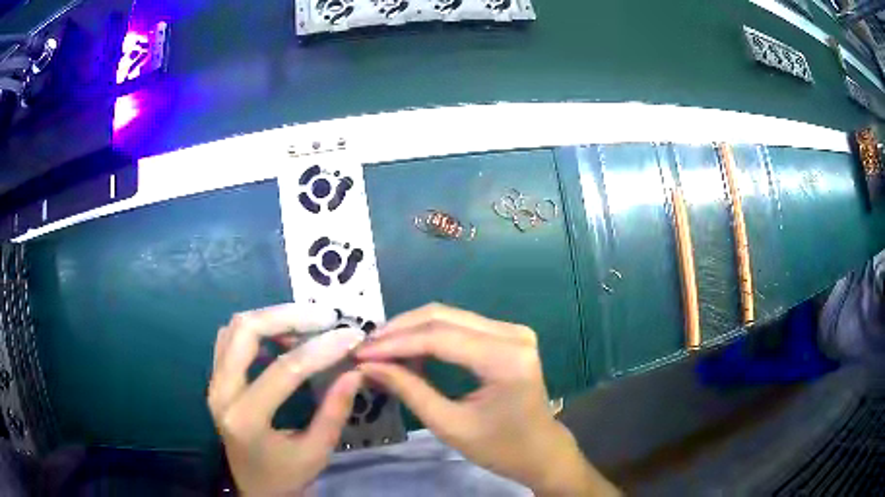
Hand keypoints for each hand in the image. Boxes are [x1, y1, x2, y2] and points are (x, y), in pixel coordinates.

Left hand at [208, 304, 365, 495]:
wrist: (254, 490)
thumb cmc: (286, 477)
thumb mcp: (316, 452)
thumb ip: (334, 412)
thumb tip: (355, 371)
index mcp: (246, 418)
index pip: (283, 371)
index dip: (320, 349)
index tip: (350, 335)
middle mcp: (221, 393)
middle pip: (246, 331)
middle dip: (287, 316)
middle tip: (324, 317)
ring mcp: (214, 383)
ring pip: (235, 328)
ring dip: (272, 318)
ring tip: (307, 324)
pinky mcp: (216, 380)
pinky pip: (230, 338)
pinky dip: (257, 329)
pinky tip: (281, 337)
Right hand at [355, 304, 619, 496]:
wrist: (540, 450)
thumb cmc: (500, 447)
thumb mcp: (450, 425)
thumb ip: (409, 390)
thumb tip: (368, 366)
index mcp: (506, 358)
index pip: (439, 337)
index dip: (395, 343)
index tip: (361, 354)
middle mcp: (513, 334)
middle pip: (443, 317)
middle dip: (399, 330)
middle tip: (366, 348)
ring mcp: (513, 331)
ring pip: (449, 316)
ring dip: (411, 330)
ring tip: (380, 349)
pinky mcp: (507, 335)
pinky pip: (460, 325)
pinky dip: (429, 335)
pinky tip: (408, 350)